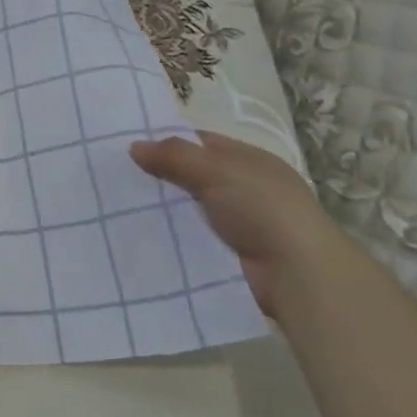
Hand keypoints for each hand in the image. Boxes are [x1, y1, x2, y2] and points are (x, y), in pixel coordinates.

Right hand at [131, 130, 347, 317]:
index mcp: (250, 160)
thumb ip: (175, 155)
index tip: (130, 146)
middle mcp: (245, 188)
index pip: (201, 142)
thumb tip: (134, 146)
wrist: (298, 275)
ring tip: (120, 206)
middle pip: (192, 175)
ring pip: (189, 208)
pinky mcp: (231, 254)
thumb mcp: (217, 170)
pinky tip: (142, 233)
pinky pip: (192, 237)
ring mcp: (240, 223)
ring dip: (163, 208)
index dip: (167, 141)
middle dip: (159, 176)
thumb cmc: (263, 209)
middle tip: (118, 176)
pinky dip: (171, 235)